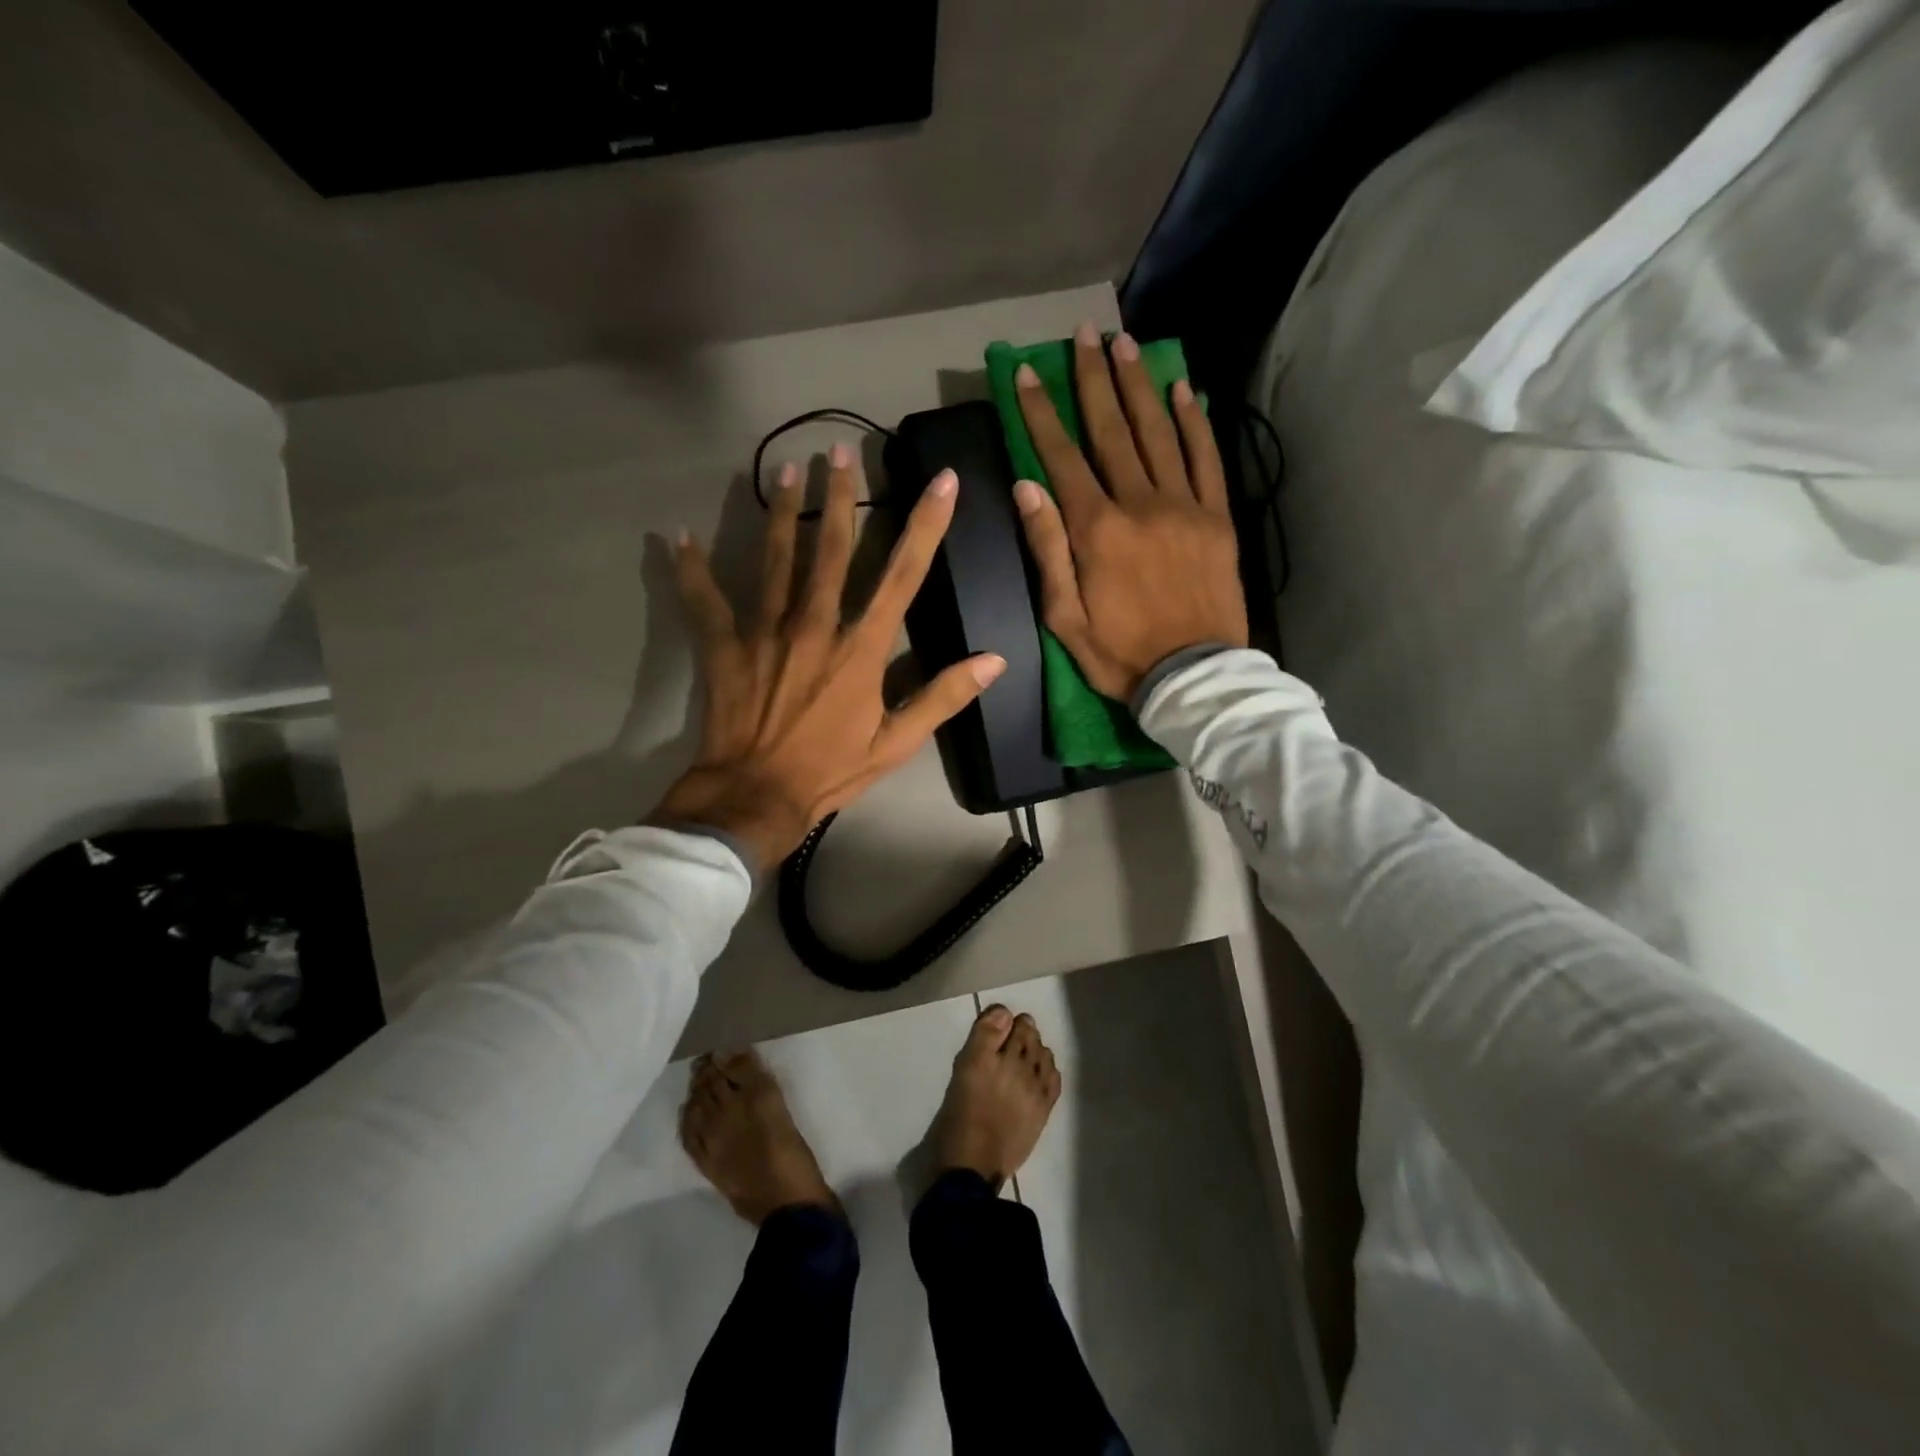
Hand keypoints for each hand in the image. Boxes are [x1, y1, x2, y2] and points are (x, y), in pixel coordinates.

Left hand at [653, 444, 1005, 873]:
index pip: (901, 576)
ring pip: (775, 559)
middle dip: (841, 496)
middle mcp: (815, 626)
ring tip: (786, 469)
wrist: (756, 796)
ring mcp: (765, 631)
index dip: (926, 526)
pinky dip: (692, 569)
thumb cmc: (831, 771)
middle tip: (841, 449)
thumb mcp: (897, 743)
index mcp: (861, 649)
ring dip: (782, 511)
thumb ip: (943, 697)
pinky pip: (705, 600)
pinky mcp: (725, 646)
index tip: (943, 482)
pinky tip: (680, 537)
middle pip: (831, 549)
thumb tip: (994, 661)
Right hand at [1012, 324, 1246, 702]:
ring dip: (1139, 385)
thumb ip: (1048, 549)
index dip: (1042, 413)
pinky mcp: (1218, 518)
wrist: (1194, 677)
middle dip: (1093, 379)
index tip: (1028, 372)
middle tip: (1083, 335)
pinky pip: (1206, 458)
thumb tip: (1027, 488)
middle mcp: (1140, 503)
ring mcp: (1185, 507)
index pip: (1061, 458)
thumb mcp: (1063, 617)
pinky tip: (1182, 389)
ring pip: (1158, 432)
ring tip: (1125, 344)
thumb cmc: (1119, 654)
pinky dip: (1194, 421)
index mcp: (1097, 530)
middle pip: (1112, 430)